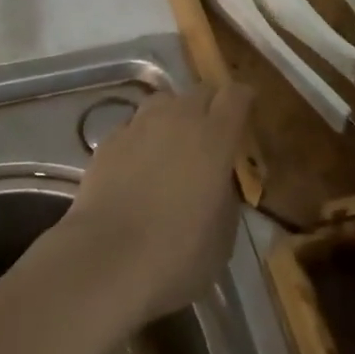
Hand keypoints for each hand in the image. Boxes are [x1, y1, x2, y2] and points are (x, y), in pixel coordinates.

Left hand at [61, 83, 251, 324]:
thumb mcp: (222, 234)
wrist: (107, 261)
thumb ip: (225, 195)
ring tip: (172, 144)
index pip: (235, 96)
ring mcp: (138, 126)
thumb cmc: (178, 255)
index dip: (243, 100)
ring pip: (162, 102)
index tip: (246, 110)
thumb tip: (216, 183)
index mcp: (215, 138)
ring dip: (173, 116)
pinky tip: (138, 166)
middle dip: (210, 106)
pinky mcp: (108, 141)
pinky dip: (142, 138)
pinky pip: (133, 126)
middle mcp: (177, 119)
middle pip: (199, 92)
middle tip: (211, 133)